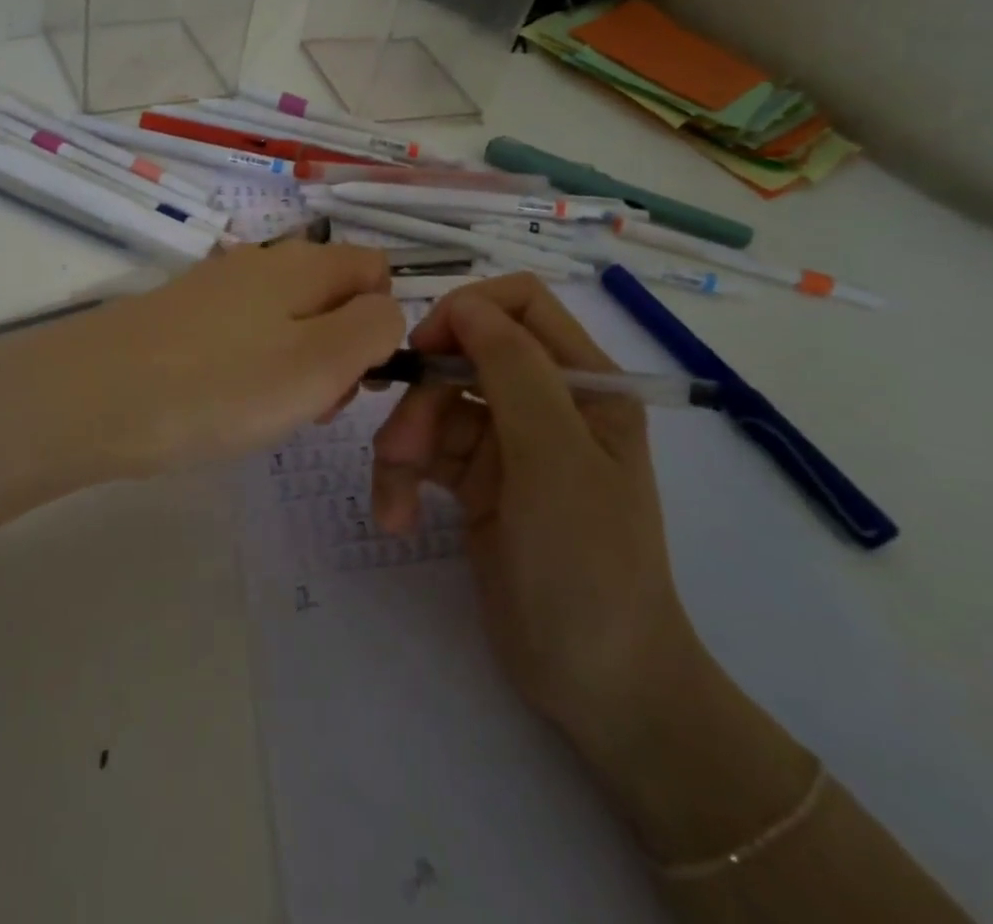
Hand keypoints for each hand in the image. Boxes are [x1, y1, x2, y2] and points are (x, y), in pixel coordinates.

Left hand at [3, 241, 403, 478]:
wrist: (95, 395)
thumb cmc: (221, 384)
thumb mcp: (321, 362)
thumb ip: (374, 330)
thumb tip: (386, 312)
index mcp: (305, 263)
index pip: (376, 268)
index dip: (383, 320)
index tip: (360, 374)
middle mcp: (265, 261)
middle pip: (333, 296)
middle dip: (341, 349)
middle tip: (314, 403)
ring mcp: (219, 287)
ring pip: (290, 319)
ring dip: (299, 363)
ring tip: (269, 411)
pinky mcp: (185, 315)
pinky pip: (246, 335)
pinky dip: (254, 366)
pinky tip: (227, 402)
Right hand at [370, 273, 697, 751]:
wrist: (600, 687)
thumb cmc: (589, 565)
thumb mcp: (555, 459)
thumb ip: (513, 370)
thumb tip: (463, 305)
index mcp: (584, 383)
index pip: (519, 304)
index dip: (466, 313)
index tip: (424, 350)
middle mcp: (546, 402)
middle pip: (462, 357)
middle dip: (423, 398)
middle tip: (398, 450)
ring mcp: (509, 443)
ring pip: (435, 405)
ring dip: (404, 445)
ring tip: (392, 502)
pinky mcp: (478, 482)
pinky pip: (426, 452)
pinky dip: (402, 478)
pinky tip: (395, 516)